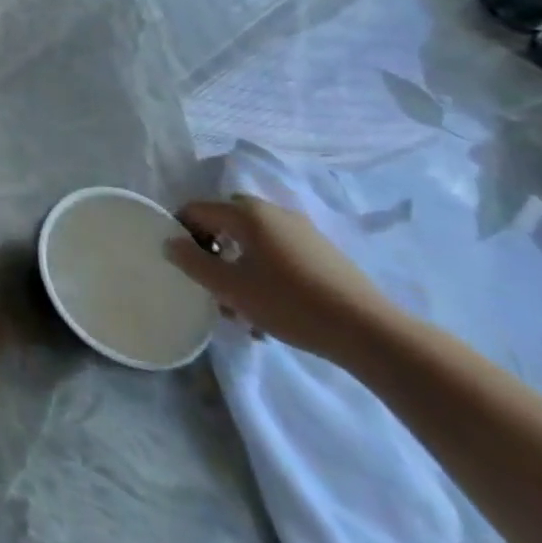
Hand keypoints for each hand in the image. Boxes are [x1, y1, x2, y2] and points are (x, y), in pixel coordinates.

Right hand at [165, 195, 399, 365]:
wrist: (371, 333)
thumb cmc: (289, 304)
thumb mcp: (229, 287)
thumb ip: (191, 261)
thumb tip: (170, 242)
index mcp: (246, 213)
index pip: (195, 209)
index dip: (181, 233)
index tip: (184, 265)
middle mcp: (272, 212)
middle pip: (225, 222)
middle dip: (212, 249)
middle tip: (212, 282)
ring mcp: (301, 230)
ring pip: (252, 240)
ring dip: (238, 264)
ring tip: (241, 304)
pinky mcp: (322, 252)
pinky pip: (278, 252)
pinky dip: (264, 270)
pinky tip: (271, 305)